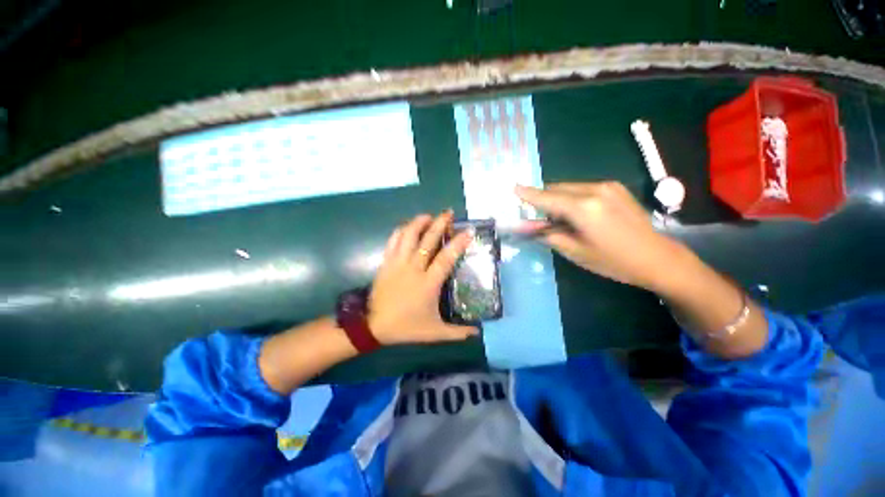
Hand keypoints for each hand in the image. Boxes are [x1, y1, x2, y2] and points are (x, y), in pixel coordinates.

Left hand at [368, 211, 478, 344]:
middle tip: (448, 213)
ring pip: (408, 235)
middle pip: (428, 240)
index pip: (446, 258)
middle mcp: (414, 268)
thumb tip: (478, 333)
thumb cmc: (406, 327)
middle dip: (440, 223)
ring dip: (419, 222)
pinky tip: (408, 227)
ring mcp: (398, 263)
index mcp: (428, 283)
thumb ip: (458, 332)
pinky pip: (393, 240)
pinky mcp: (386, 262)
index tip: (468, 231)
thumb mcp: (435, 332)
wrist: (374, 326)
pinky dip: (401, 230)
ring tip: (429, 216)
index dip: (458, 243)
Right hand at [515, 182, 683, 291]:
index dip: (528, 194)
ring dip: (557, 199)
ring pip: (568, 187)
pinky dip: (571, 198)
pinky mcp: (614, 188)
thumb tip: (529, 227)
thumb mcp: (575, 252)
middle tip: (536, 216)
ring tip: (557, 219)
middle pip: (556, 189)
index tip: (513, 188)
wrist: (657, 257)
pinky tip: (575, 214)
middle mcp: (594, 190)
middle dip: (542, 199)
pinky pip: (582, 188)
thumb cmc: (613, 261)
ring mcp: (607, 186)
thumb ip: (548, 235)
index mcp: (584, 208)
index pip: (547, 198)